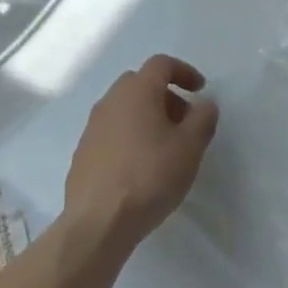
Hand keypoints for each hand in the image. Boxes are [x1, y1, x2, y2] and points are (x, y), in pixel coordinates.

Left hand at [64, 55, 218, 253]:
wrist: (98, 223)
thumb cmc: (149, 176)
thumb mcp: (190, 147)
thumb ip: (203, 118)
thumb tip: (204, 104)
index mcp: (137, 91)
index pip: (161, 64)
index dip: (184, 72)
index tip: (200, 90)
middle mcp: (111, 101)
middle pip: (141, 84)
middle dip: (165, 95)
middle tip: (183, 120)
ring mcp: (92, 127)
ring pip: (124, 109)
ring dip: (146, 117)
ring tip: (164, 147)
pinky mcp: (82, 153)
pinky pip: (111, 132)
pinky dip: (129, 137)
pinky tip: (140, 167)